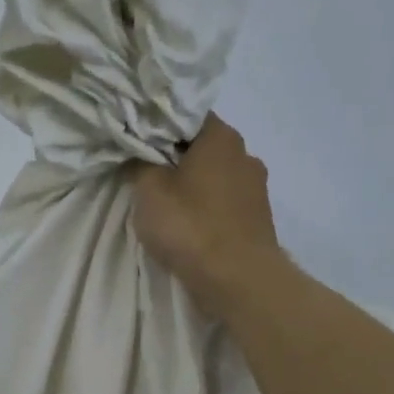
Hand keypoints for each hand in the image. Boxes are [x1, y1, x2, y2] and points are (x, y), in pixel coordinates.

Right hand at [132, 113, 287, 316]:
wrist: (239, 279)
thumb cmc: (190, 226)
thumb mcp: (149, 190)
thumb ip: (139, 164)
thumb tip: (136, 153)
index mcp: (221, 136)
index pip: (186, 114)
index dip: (159, 124)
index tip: (136, 139)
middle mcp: (245, 153)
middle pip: (202, 146)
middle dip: (174, 156)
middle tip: (144, 171)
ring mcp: (256, 187)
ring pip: (214, 175)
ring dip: (192, 184)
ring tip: (164, 202)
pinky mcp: (257, 217)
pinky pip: (224, 201)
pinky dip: (206, 207)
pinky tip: (188, 223)